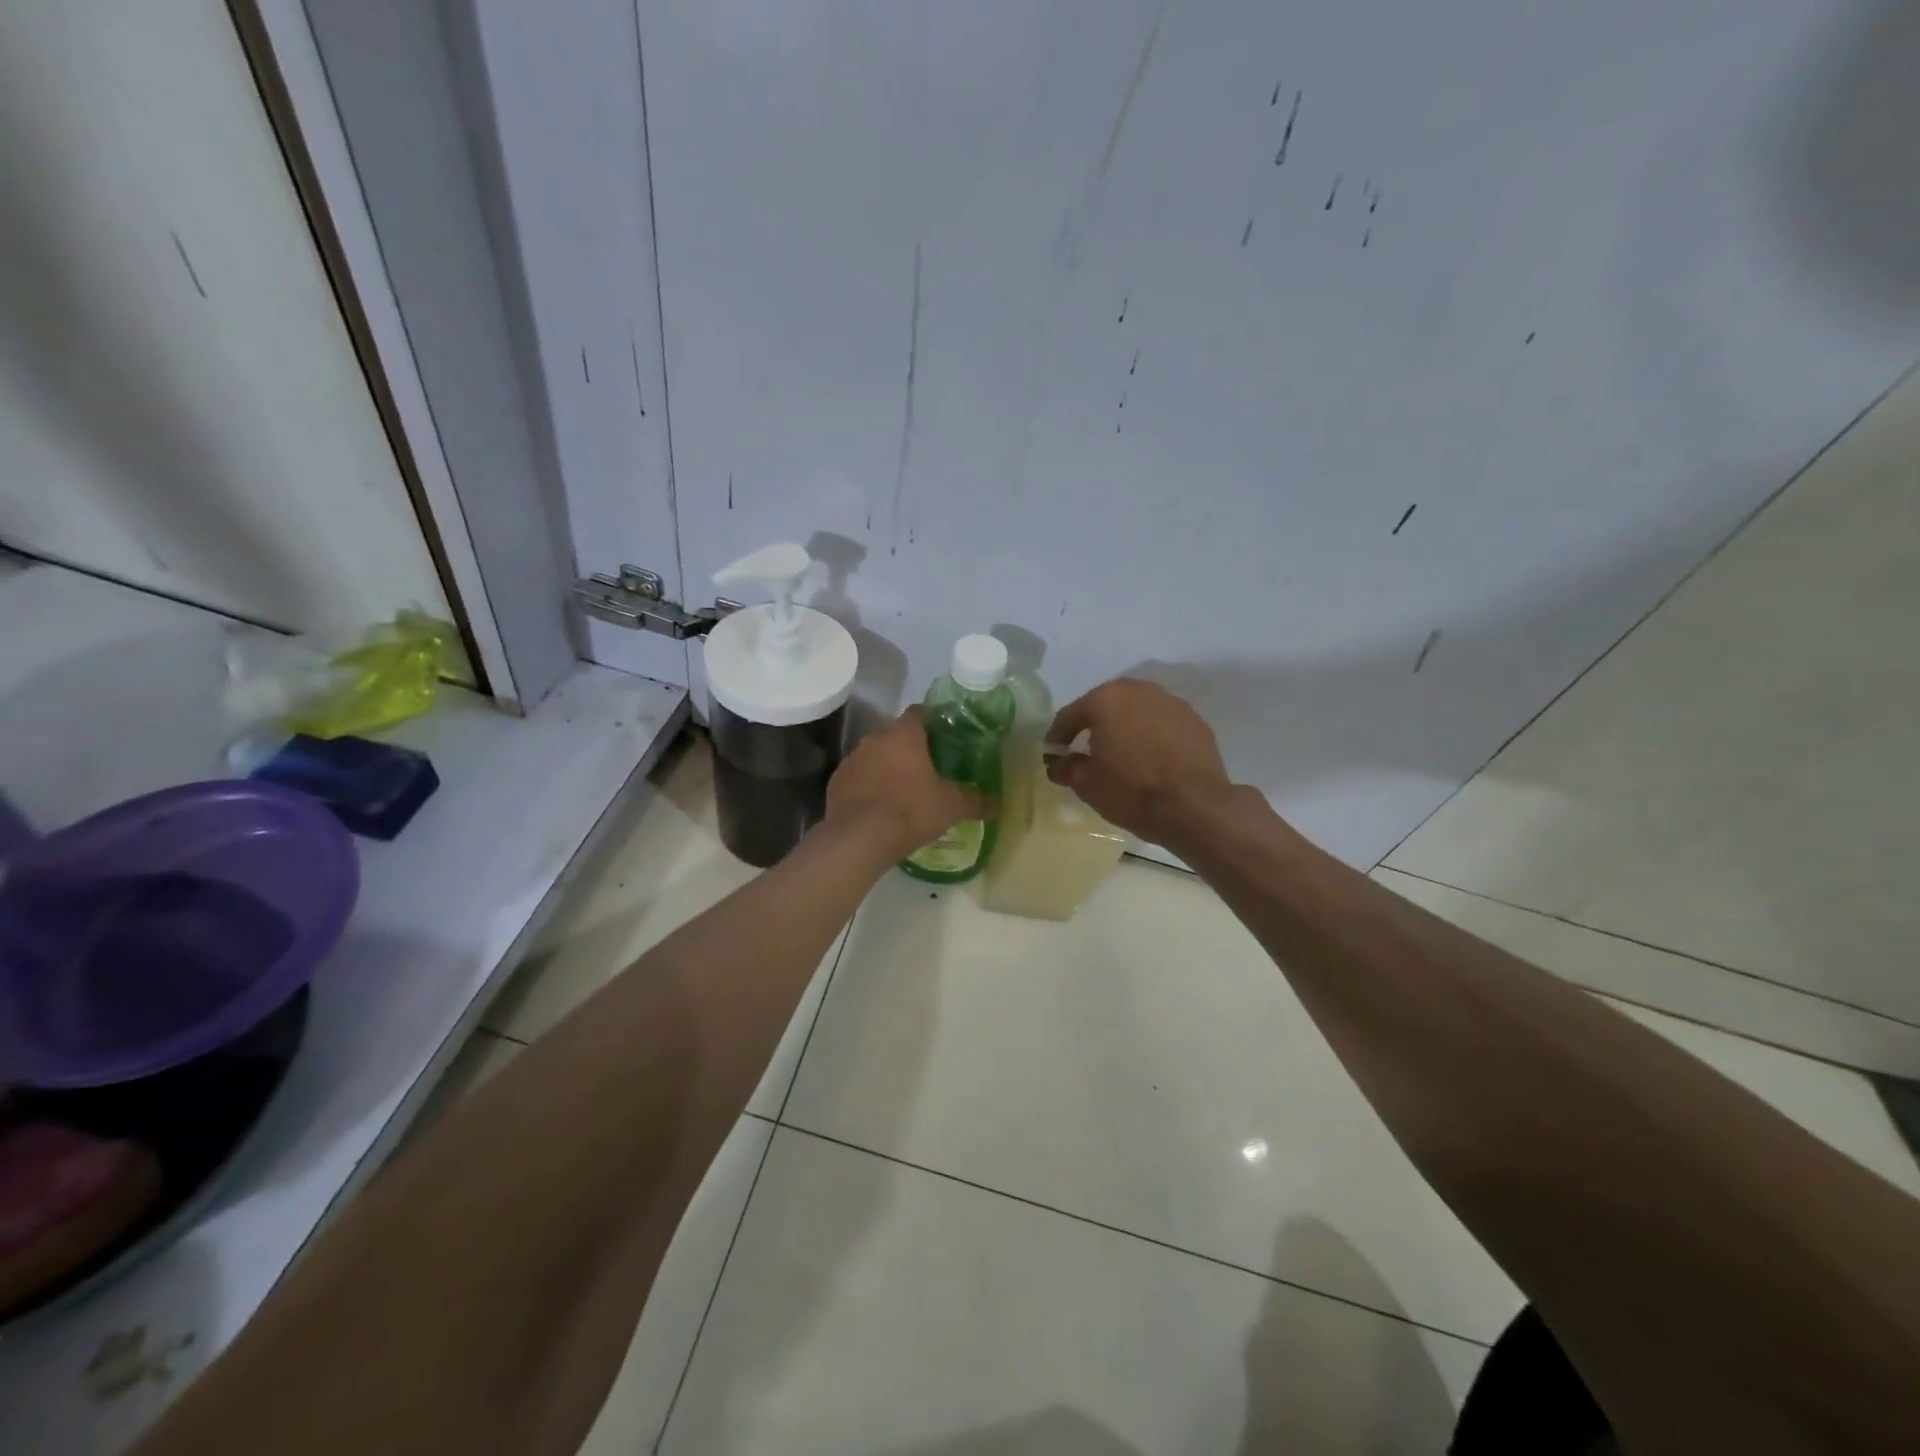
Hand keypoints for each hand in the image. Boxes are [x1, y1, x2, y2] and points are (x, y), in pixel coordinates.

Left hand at [826, 707, 987, 860]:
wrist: (860, 838)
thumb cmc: (911, 810)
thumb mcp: (951, 807)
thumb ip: (974, 801)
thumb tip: (996, 804)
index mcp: (904, 735)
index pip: (918, 713)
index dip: (931, 720)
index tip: (942, 735)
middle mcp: (875, 739)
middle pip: (895, 735)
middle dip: (908, 748)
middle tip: (925, 768)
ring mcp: (852, 760)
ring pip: (873, 756)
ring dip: (885, 767)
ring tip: (901, 790)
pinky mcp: (836, 782)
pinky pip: (857, 777)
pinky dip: (867, 785)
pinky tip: (877, 806)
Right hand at [1045, 679, 1234, 845]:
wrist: (1195, 807)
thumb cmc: (1132, 791)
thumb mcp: (1087, 785)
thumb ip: (1068, 768)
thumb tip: (1059, 764)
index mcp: (1106, 700)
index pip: (1071, 715)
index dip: (1057, 736)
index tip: (1052, 754)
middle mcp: (1139, 691)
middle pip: (1107, 705)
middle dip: (1094, 725)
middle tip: (1086, 749)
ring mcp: (1171, 703)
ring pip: (1138, 711)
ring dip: (1126, 727)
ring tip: (1122, 753)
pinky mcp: (1195, 721)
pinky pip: (1163, 724)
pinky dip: (1152, 736)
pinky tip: (1151, 758)